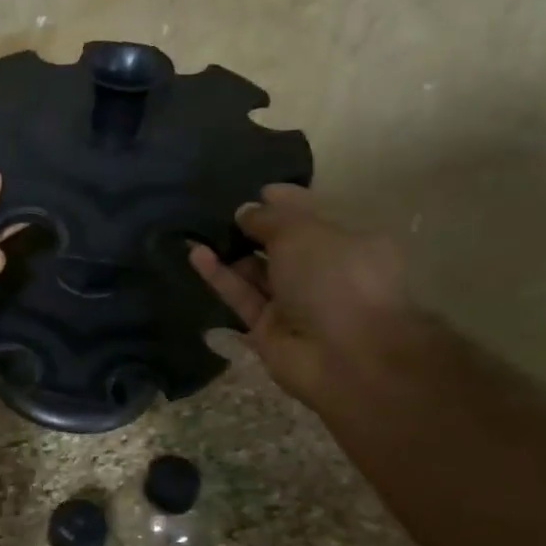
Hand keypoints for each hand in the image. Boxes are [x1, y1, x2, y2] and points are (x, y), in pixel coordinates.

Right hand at [189, 184, 412, 405]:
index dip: (284, 201)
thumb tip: (245, 211)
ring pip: (256, 272)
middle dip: (252, 228)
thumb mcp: (303, 232)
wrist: (346, 356)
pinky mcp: (267, 328)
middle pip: (281, 245)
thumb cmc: (337, 278)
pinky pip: (241, 296)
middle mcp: (324, 272)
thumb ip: (270, 218)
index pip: (312, 216)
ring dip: (230, 251)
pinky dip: (219, 275)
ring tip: (197, 227)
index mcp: (350, 243)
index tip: (253, 190)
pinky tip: (195, 253)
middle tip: (216, 208)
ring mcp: (295, 303)